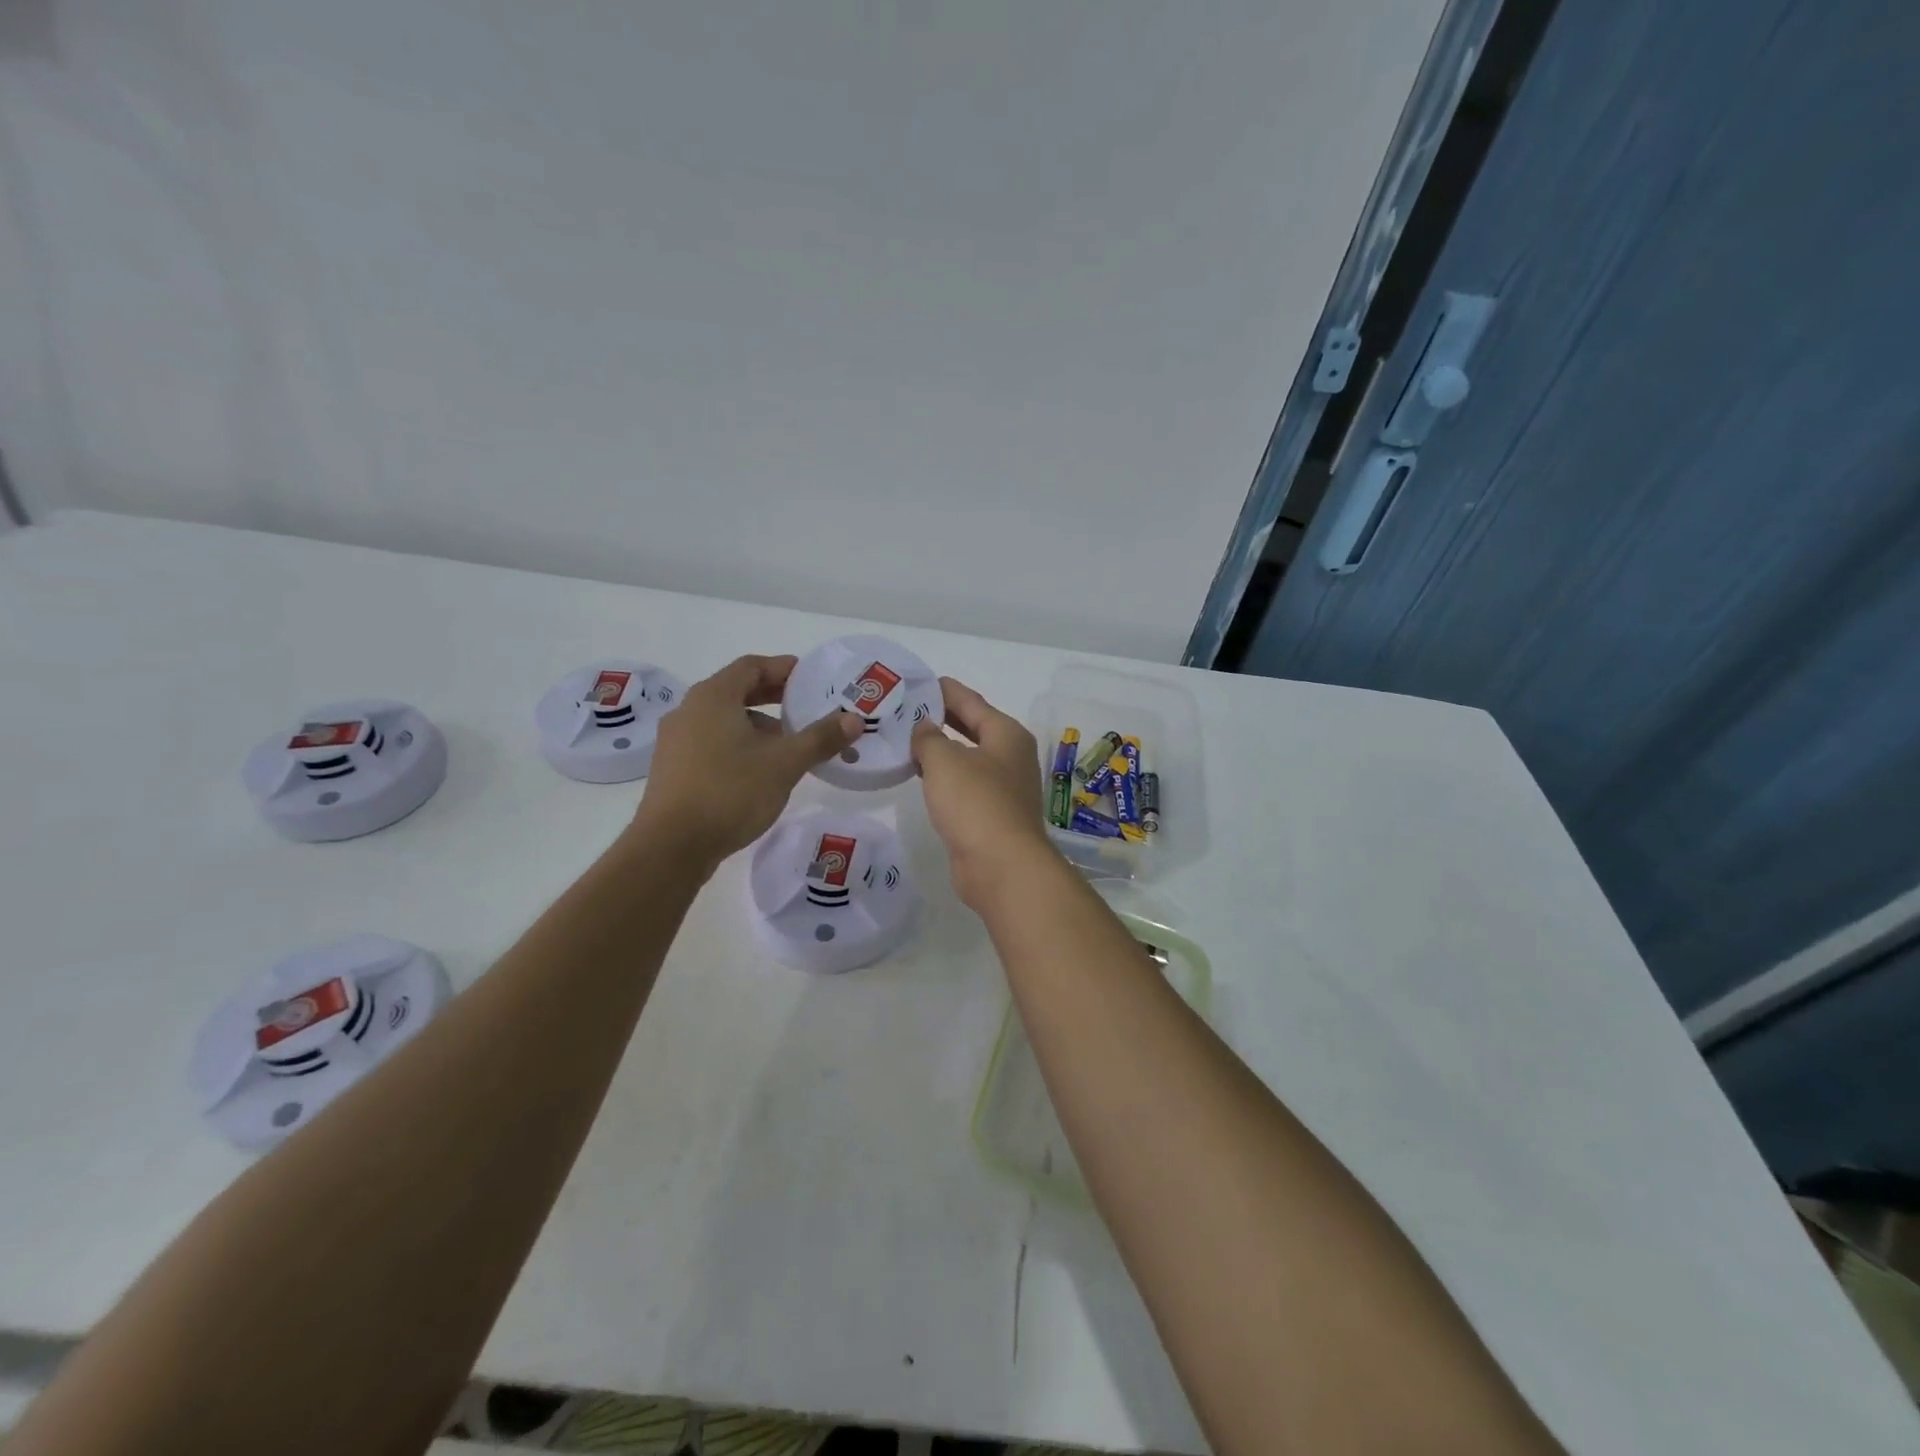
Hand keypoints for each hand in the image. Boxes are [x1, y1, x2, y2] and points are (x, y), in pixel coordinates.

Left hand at [633, 654, 861, 869]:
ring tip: (789, 745)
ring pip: (724, 720)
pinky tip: (761, 771)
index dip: (783, 668)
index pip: (751, 666)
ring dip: (758, 725)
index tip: (810, 678)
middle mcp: (689, 711)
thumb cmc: (730, 792)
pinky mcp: (673, 770)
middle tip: (806, 707)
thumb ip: (820, 738)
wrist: (671, 847)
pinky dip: (739, 746)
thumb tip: (854, 719)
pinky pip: (712, 744)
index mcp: (713, 698)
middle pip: (736, 691)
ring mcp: (676, 742)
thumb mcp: (784, 764)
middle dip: (773, 697)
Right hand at [911, 677, 1056, 909]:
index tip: (918, 682)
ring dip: (941, 750)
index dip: (944, 690)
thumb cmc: (976, 803)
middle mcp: (1010, 757)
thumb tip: (924, 728)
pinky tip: (922, 777)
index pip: (971, 701)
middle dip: (941, 718)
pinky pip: (964, 785)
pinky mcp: (992, 815)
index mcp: (1006, 734)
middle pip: (972, 727)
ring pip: (967, 758)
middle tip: (906, 710)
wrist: (1001, 866)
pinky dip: (944, 777)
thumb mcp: (945, 760)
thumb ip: (929, 737)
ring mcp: (1004, 788)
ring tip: (907, 740)